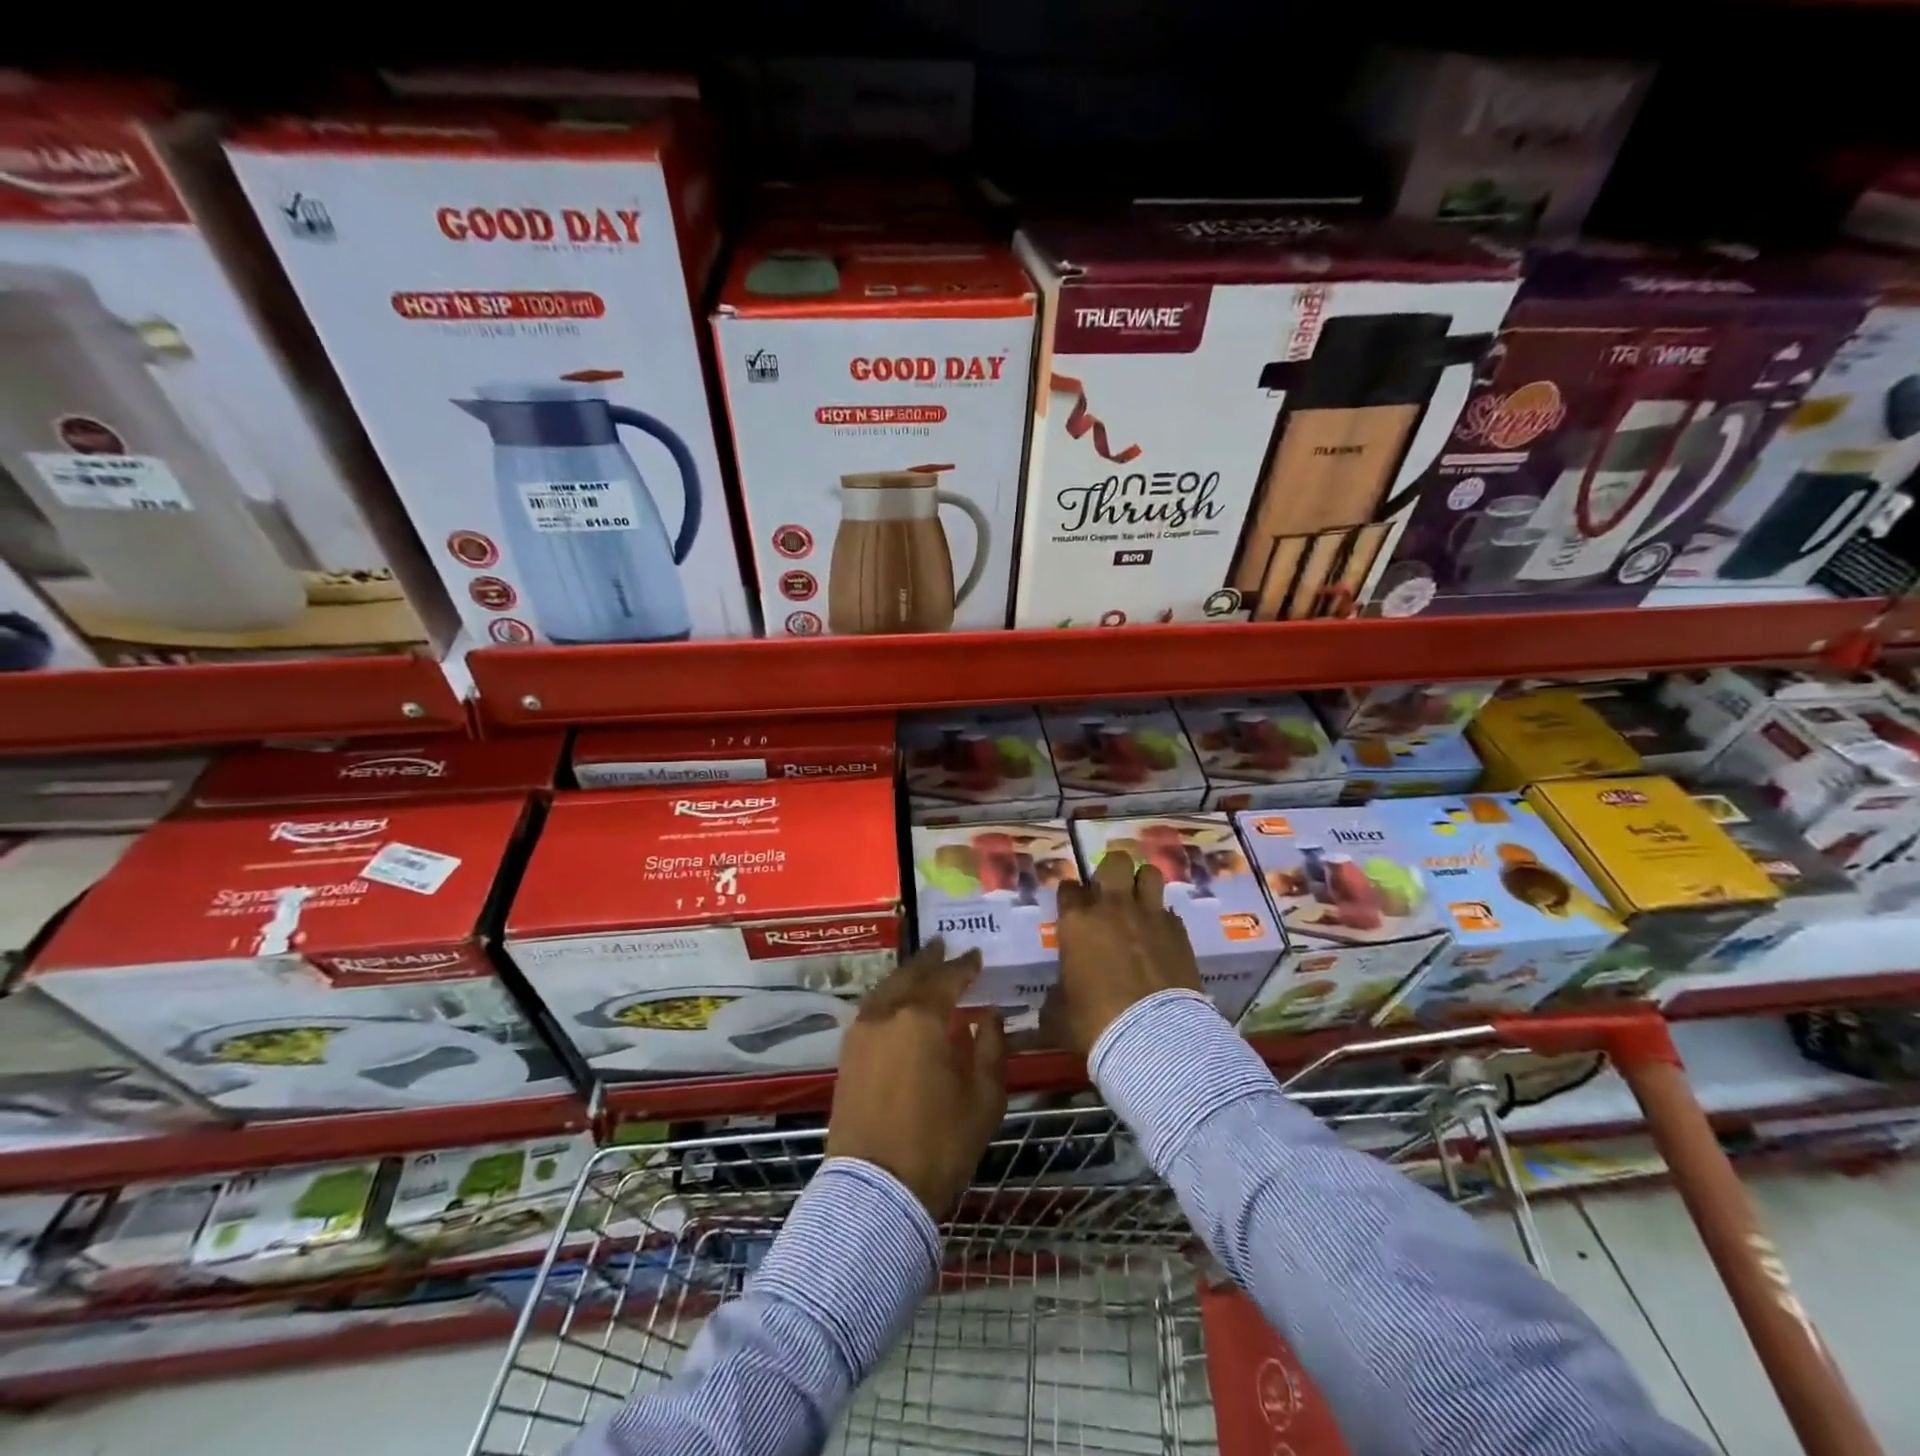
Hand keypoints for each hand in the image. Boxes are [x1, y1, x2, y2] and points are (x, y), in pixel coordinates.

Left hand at [826, 941, 1007, 1216]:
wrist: (875, 1190)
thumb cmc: (938, 1144)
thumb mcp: (983, 1099)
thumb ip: (991, 1049)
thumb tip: (991, 1016)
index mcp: (922, 1018)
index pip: (948, 978)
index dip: (964, 966)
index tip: (976, 955)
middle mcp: (887, 1014)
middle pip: (911, 975)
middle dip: (930, 960)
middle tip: (944, 946)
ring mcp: (861, 1032)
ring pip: (886, 989)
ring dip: (906, 976)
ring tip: (922, 969)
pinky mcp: (847, 1055)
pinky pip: (871, 1009)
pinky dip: (889, 997)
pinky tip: (898, 1003)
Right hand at [1049, 849, 1203, 1057]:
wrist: (1154, 1037)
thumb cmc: (1095, 1023)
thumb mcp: (1059, 1013)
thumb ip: (1057, 994)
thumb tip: (1056, 999)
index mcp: (1076, 922)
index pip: (1068, 889)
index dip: (1070, 896)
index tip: (1072, 907)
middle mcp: (1112, 908)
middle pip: (1115, 862)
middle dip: (1111, 872)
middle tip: (1109, 895)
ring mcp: (1150, 916)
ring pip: (1149, 874)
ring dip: (1142, 885)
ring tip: (1139, 904)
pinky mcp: (1179, 932)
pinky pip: (1169, 911)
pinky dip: (1163, 919)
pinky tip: (1160, 937)